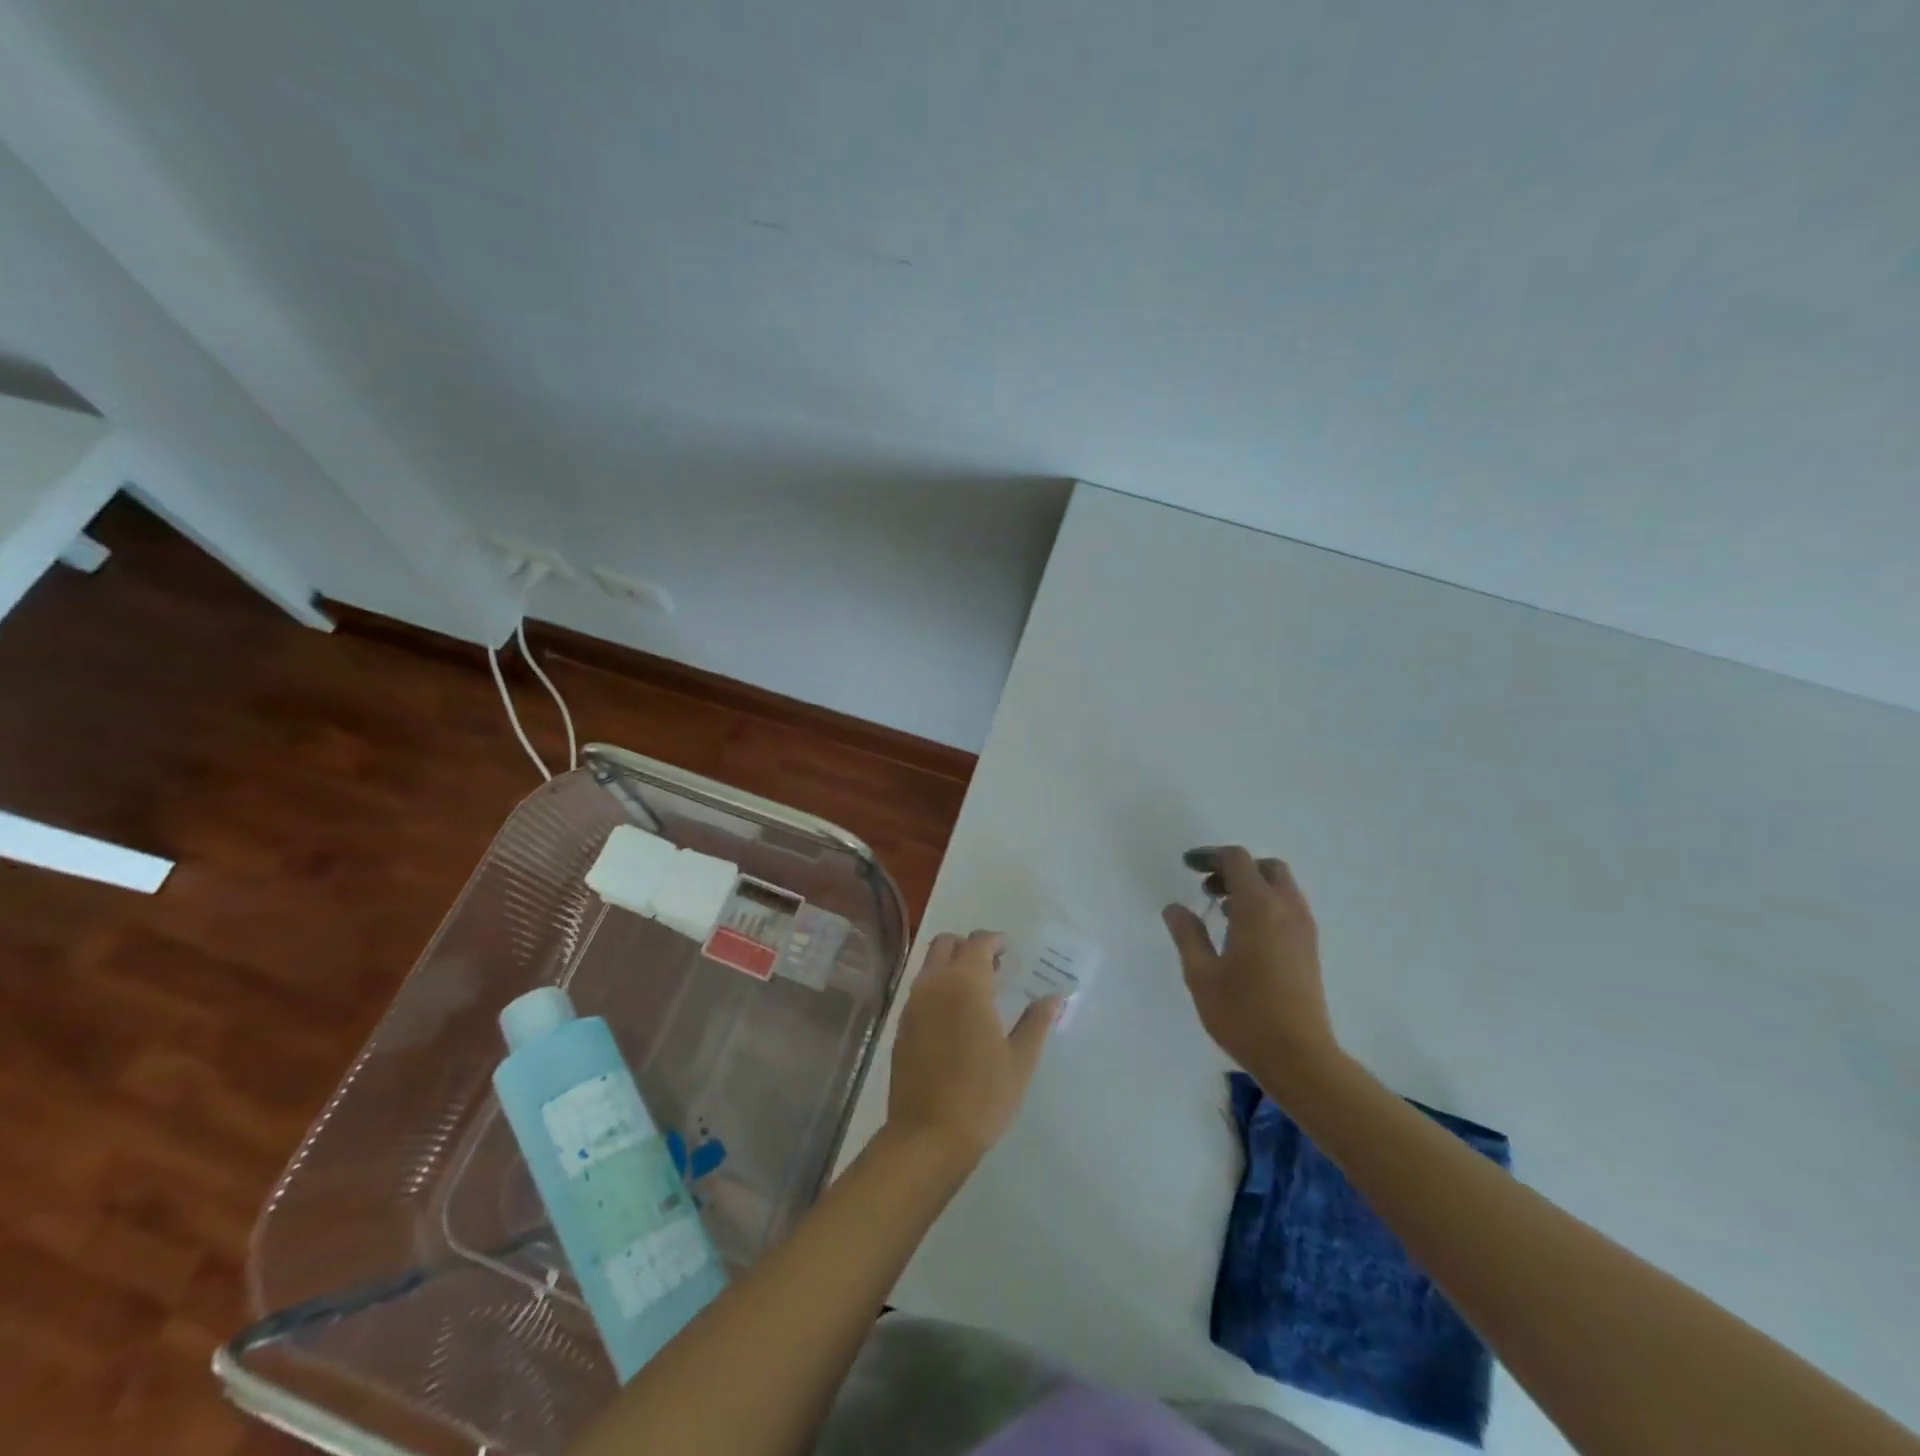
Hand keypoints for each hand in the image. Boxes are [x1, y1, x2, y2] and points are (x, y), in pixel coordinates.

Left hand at [886, 930, 1057, 1168]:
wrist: (927, 1136)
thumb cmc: (982, 1095)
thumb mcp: (1020, 1061)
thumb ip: (1036, 1022)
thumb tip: (1054, 998)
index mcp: (965, 984)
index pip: (978, 942)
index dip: (994, 940)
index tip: (1008, 950)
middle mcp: (934, 984)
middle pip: (946, 944)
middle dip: (968, 946)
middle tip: (992, 966)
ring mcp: (913, 1004)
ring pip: (929, 965)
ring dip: (951, 965)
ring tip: (977, 991)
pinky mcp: (901, 1026)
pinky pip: (920, 989)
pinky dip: (937, 987)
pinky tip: (955, 1016)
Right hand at [1162, 847, 1338, 1092]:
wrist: (1300, 1058)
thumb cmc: (1244, 1014)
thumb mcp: (1202, 974)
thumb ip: (1187, 935)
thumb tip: (1176, 908)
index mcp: (1258, 907)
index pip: (1237, 860)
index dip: (1210, 856)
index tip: (1188, 866)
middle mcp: (1286, 909)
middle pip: (1266, 867)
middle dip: (1235, 868)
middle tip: (1207, 887)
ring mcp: (1303, 929)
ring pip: (1281, 887)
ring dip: (1252, 886)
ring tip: (1221, 909)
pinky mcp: (1309, 949)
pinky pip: (1288, 908)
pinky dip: (1266, 904)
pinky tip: (1243, 933)